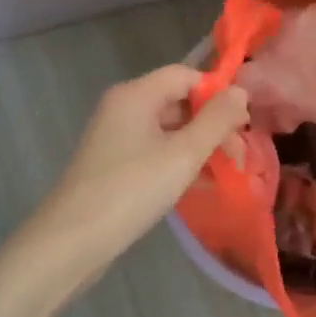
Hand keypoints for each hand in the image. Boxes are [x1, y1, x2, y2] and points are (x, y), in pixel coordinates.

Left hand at [38, 65, 250, 272]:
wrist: (73, 241)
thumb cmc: (132, 190)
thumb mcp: (183, 154)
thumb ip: (216, 121)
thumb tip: (241, 92)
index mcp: (136, 95)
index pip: (186, 75)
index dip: (217, 94)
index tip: (242, 125)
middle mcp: (124, 108)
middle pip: (178, 101)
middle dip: (212, 125)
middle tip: (239, 156)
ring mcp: (117, 137)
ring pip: (169, 129)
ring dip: (199, 146)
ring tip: (226, 173)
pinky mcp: (115, 164)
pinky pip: (156, 151)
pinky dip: (179, 162)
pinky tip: (201, 185)